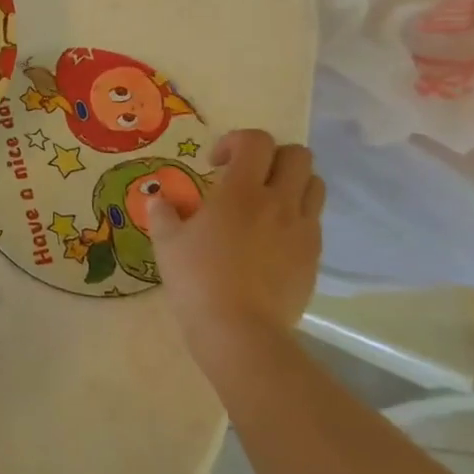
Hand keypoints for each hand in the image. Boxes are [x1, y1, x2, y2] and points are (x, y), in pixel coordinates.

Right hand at [145, 130, 323, 366]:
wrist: (240, 333)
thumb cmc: (198, 281)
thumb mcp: (166, 243)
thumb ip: (163, 212)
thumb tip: (160, 199)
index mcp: (242, 191)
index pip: (256, 140)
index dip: (236, 141)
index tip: (215, 164)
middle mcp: (279, 202)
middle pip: (298, 155)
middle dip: (271, 157)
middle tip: (246, 177)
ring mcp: (302, 230)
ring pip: (314, 185)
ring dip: (291, 183)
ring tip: (265, 203)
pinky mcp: (314, 257)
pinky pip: (313, 221)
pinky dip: (296, 216)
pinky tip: (271, 238)